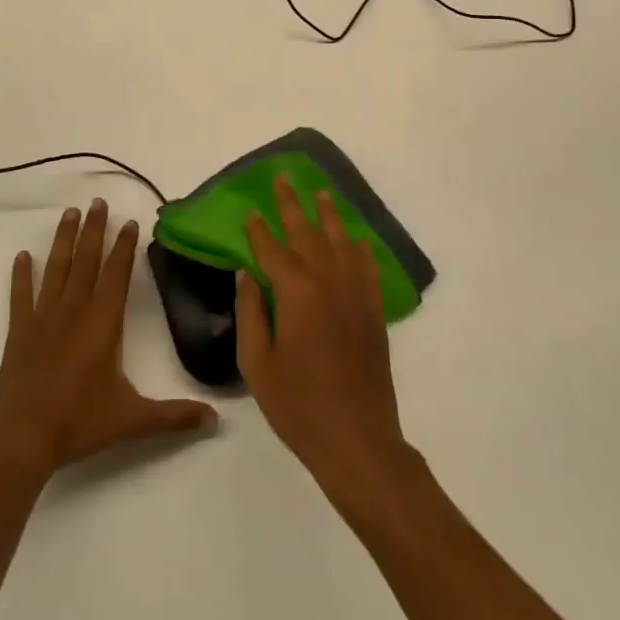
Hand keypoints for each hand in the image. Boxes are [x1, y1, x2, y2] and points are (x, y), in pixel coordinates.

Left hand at [0, 199, 215, 477]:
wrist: (22, 438)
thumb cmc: (79, 423)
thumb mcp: (133, 420)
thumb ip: (175, 416)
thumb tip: (216, 420)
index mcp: (102, 323)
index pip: (116, 274)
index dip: (124, 247)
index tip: (129, 221)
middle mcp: (74, 310)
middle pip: (86, 260)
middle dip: (93, 229)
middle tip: (97, 202)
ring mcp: (43, 317)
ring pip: (56, 268)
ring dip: (63, 239)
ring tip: (69, 213)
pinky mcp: (20, 330)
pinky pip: (21, 295)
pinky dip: (21, 274)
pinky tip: (22, 256)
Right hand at [237, 176, 410, 495]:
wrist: (357, 440)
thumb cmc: (297, 406)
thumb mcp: (257, 363)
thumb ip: (250, 312)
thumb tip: (247, 274)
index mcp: (296, 292)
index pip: (271, 250)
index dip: (258, 230)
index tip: (249, 210)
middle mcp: (328, 281)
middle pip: (306, 233)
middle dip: (291, 205)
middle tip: (282, 179)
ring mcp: (355, 294)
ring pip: (340, 242)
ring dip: (328, 216)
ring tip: (321, 193)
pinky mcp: (372, 310)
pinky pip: (366, 267)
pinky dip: (359, 248)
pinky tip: (355, 239)